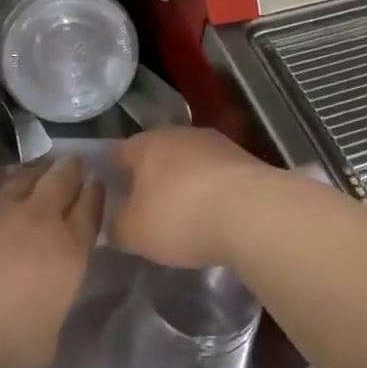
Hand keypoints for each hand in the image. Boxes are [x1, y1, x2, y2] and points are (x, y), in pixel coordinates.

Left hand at [0, 158, 102, 367]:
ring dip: (37, 168)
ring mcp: (2, 206)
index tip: (96, 183)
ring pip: (26, 175)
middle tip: (72, 162)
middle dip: (70, 169)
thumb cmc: (2, 338)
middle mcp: (41, 218)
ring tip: (41, 165)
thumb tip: (47, 305)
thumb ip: (54, 313)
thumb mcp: (46, 342)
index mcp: (70, 250)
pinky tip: (0, 175)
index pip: (90, 211)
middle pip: (62, 180)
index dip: (95, 194)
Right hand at [112, 127, 278, 268]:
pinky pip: (215, 173)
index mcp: (145, 144)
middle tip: (148, 209)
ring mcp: (214, 142)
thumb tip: (113, 222)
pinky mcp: (243, 157)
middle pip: (156, 154)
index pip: (119, 153)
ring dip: (185, 183)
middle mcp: (177, 133)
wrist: (252, 213)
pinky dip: (211, 190)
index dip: (114, 175)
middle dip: (152, 178)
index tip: (116, 199)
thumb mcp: (134, 234)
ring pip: (189, 161)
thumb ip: (116, 227)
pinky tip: (215, 214)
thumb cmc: (180, 217)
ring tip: (185, 215)